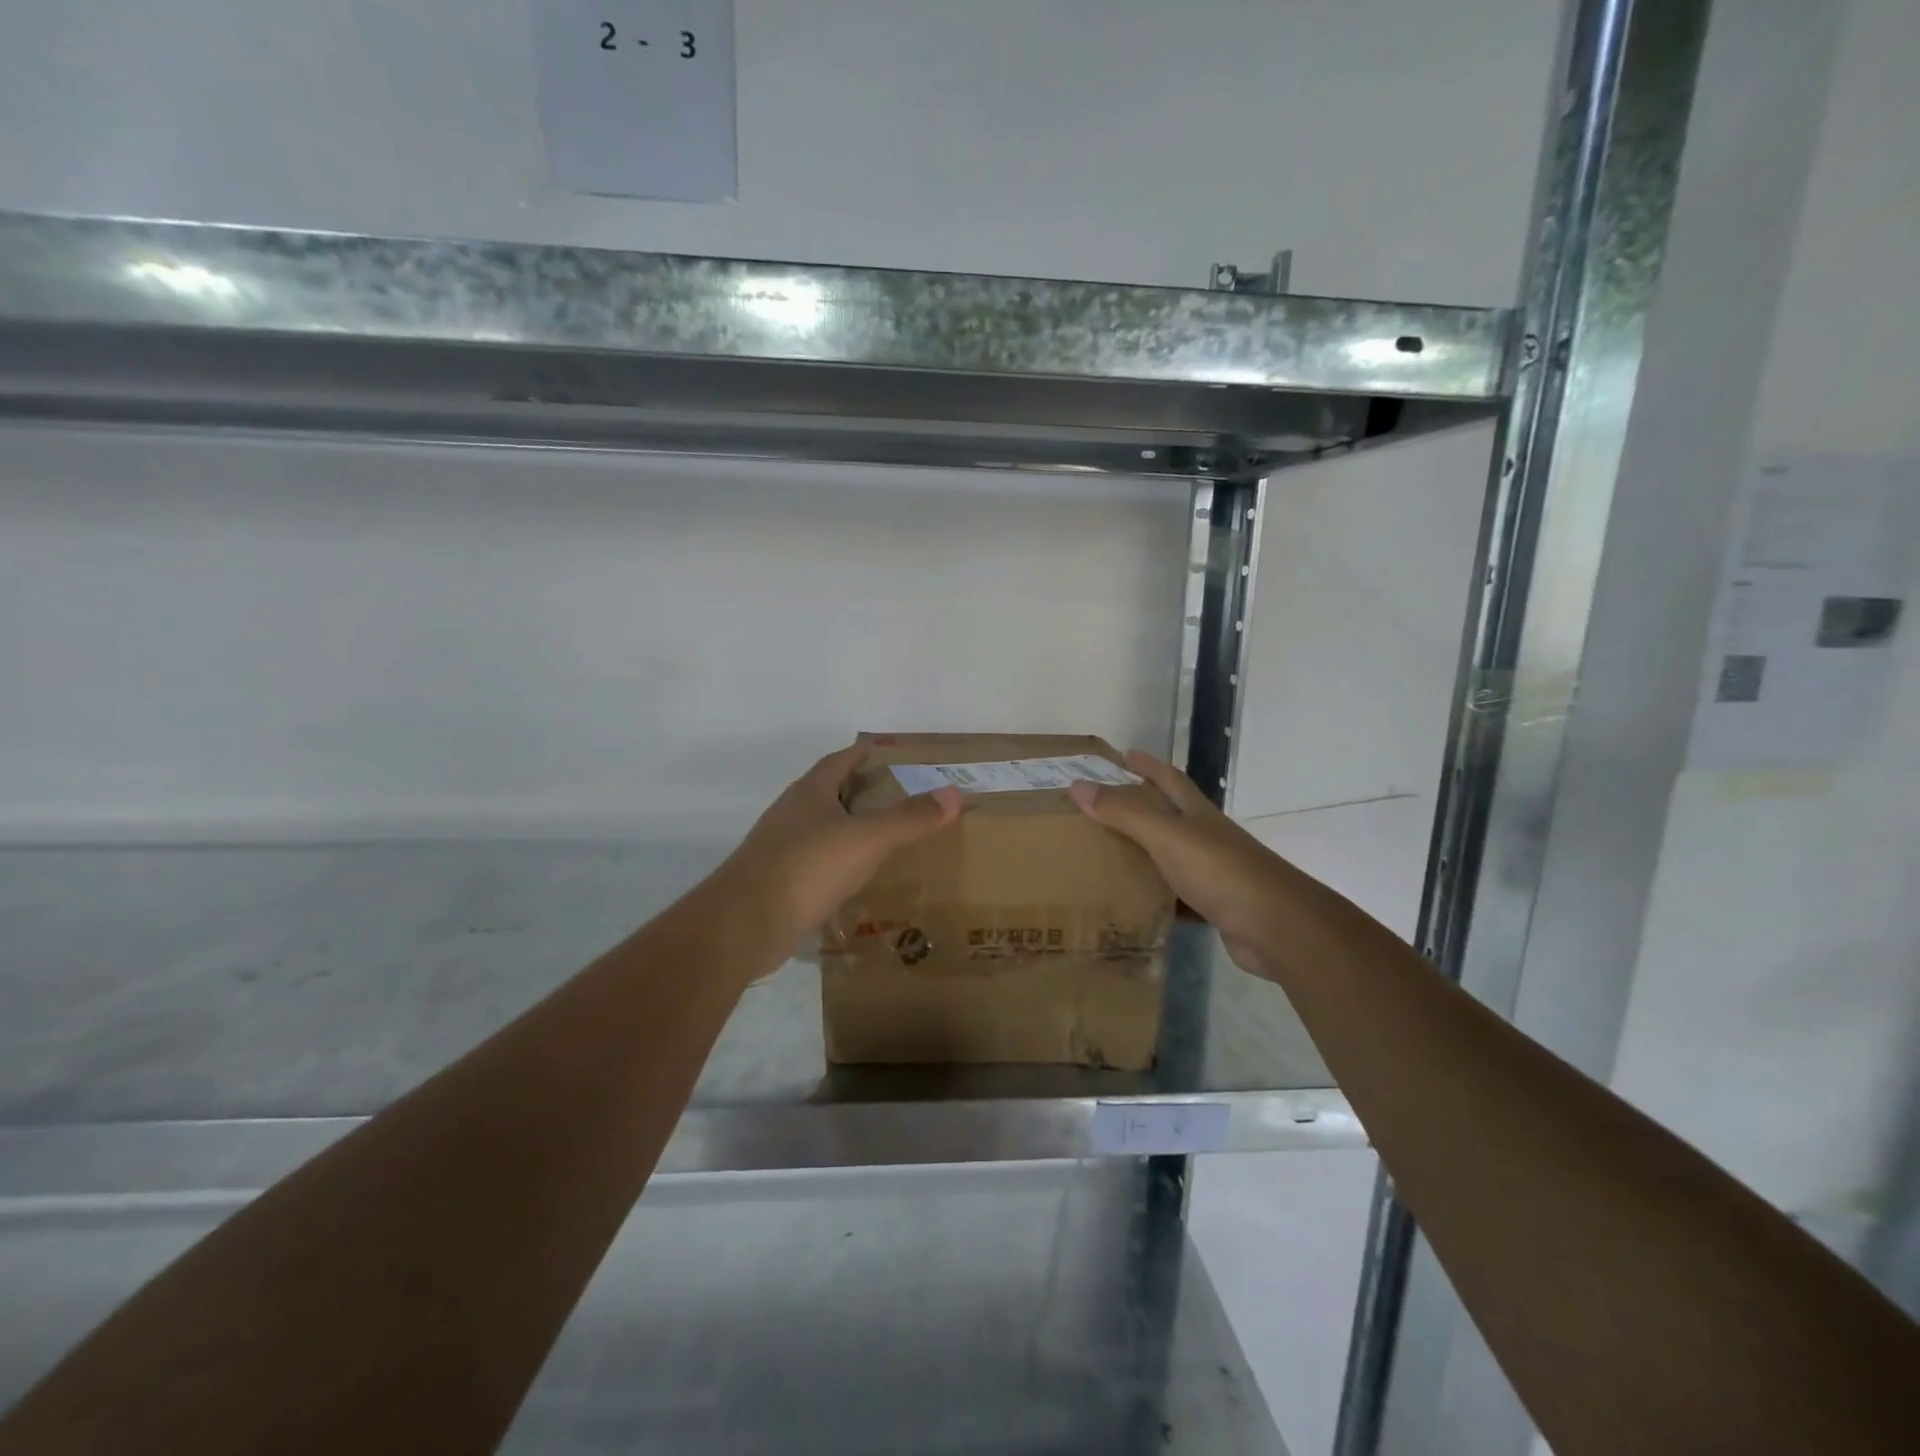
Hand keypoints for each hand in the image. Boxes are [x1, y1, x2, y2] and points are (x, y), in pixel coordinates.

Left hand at [723, 743, 961, 938]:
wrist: (744, 924)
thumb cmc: (806, 866)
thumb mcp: (866, 838)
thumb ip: (909, 817)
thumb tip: (953, 793)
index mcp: (809, 792)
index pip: (839, 760)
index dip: (864, 753)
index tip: (890, 753)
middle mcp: (792, 814)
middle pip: (831, 793)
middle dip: (862, 791)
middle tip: (902, 797)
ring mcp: (782, 849)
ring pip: (824, 830)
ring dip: (851, 829)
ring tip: (887, 837)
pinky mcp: (780, 883)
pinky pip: (818, 864)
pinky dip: (841, 863)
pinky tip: (860, 878)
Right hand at [1068, 752, 1286, 974]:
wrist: (1278, 927)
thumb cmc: (1221, 872)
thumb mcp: (1167, 836)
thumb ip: (1124, 813)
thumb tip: (1077, 786)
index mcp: (1197, 814)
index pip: (1170, 779)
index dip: (1148, 765)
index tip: (1123, 754)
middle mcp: (1207, 838)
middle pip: (1170, 816)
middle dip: (1141, 807)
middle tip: (1101, 808)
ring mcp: (1214, 874)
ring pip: (1170, 858)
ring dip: (1144, 855)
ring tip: (1107, 857)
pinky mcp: (1216, 908)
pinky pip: (1177, 898)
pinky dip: (1156, 898)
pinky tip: (1134, 906)